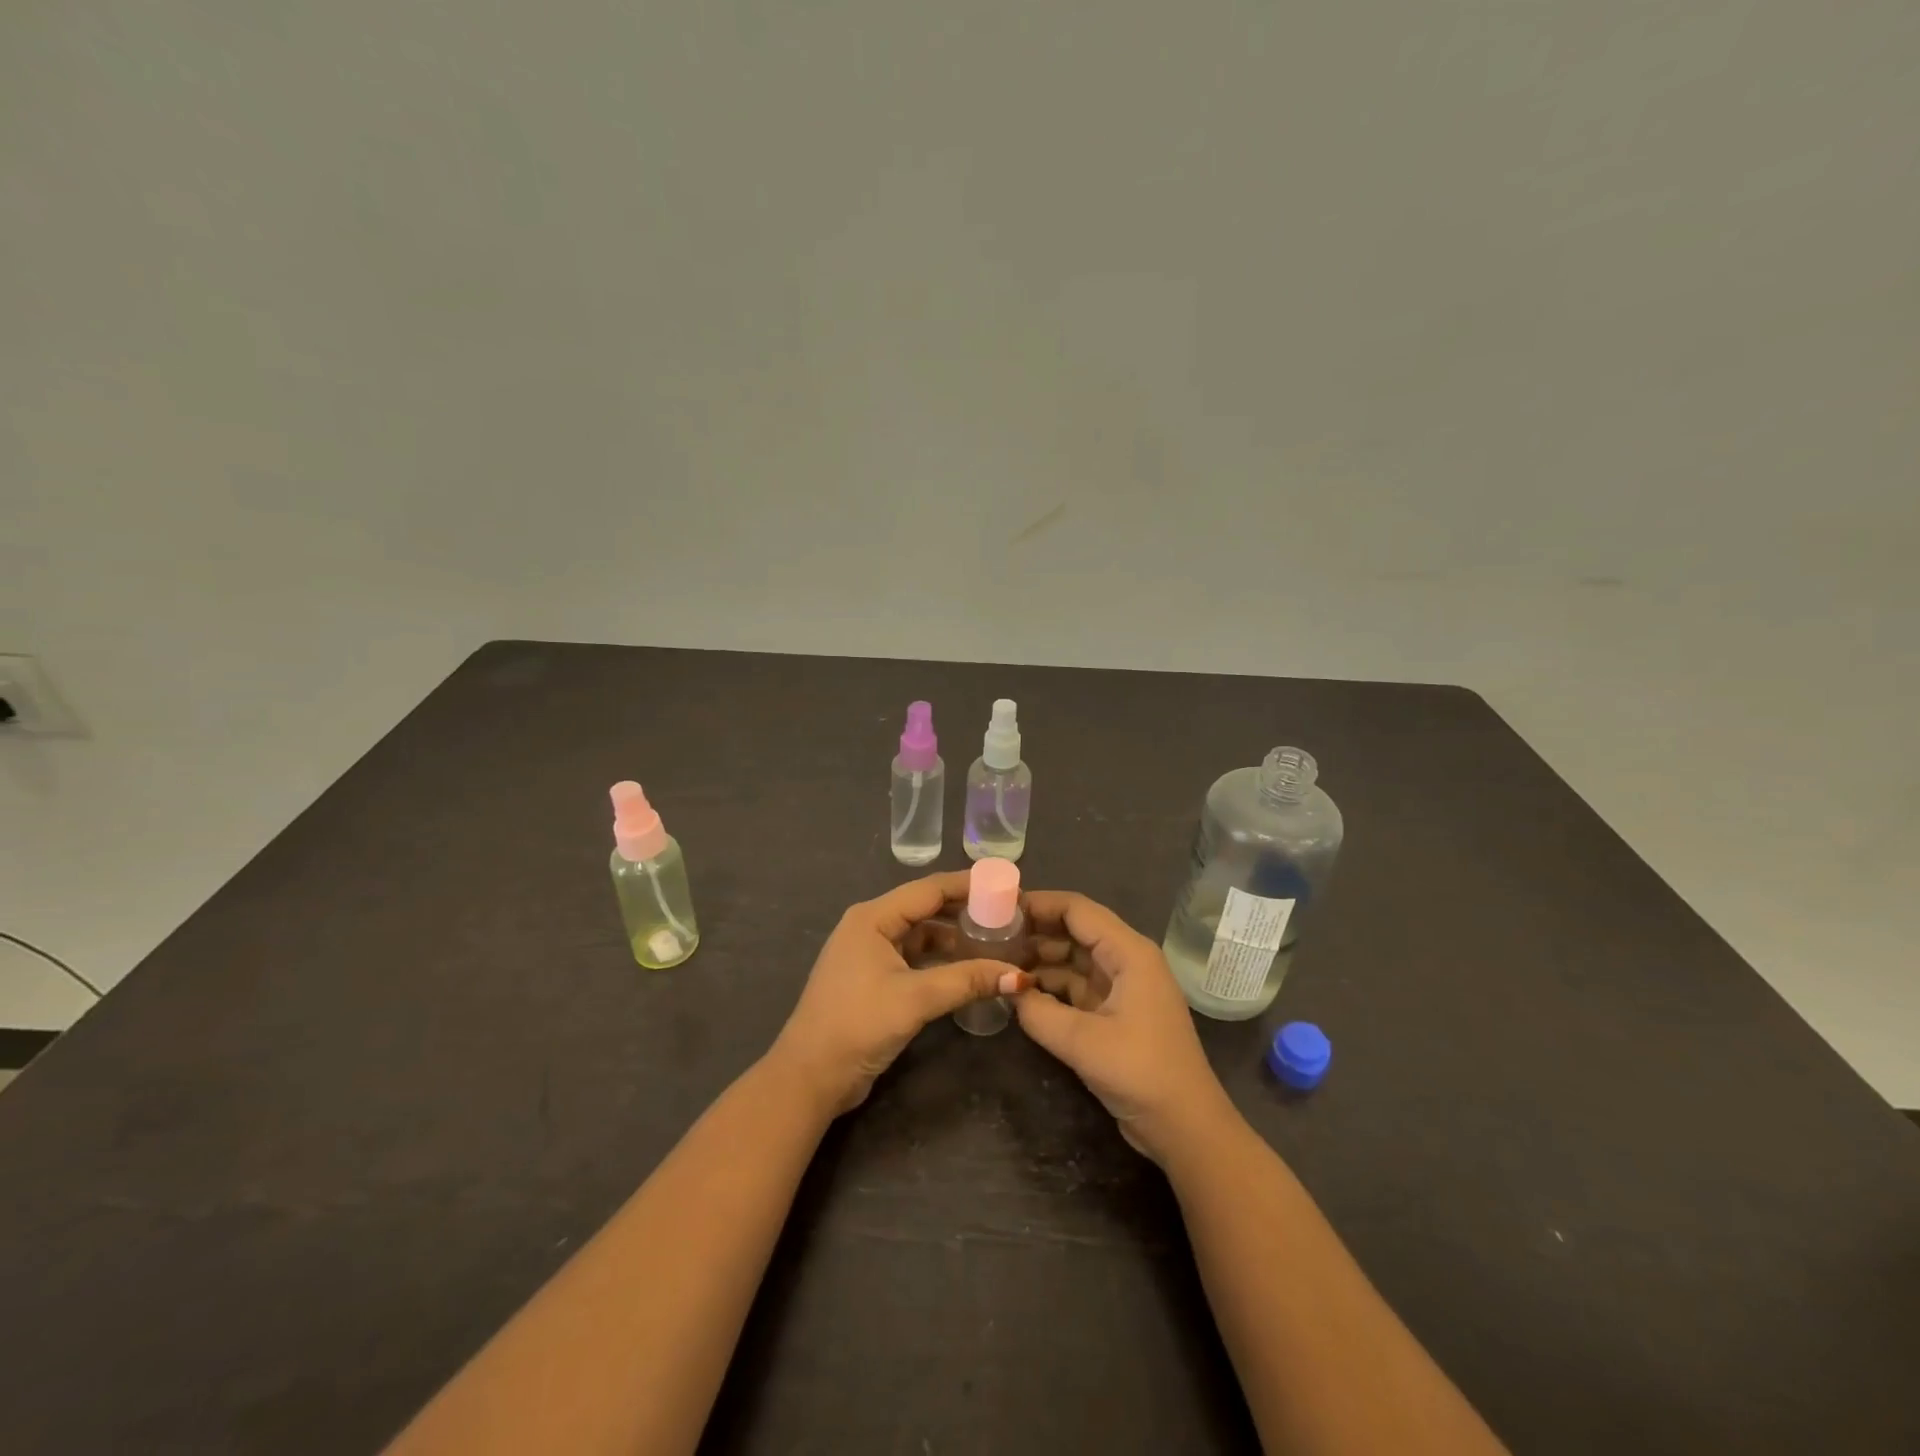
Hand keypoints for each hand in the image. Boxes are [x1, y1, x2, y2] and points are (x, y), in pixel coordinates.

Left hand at [770, 872, 1032, 1115]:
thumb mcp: (915, 999)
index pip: (928, 889)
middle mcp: (870, 927)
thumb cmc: (857, 1025)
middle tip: (1008, 915)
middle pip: (926, 909)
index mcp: (873, 917)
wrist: (809, 1077)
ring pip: (921, 936)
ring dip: (955, 939)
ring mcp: (870, 954)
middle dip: (965, 911)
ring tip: (996, 941)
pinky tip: (969, 970)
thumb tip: (1021, 976)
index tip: (1006, 885)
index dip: (968, 885)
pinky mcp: (874, 980)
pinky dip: (941, 962)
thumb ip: (967, 981)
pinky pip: (915, 959)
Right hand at [1014, 891, 1236, 1163]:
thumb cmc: (1142, 1073)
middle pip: (1074, 930)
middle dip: (1034, 931)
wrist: (1186, 1128)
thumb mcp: (1083, 1042)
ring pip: (1073, 958)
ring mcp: (1122, 986)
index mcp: (1129, 952)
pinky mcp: (1115, 1012)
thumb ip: (1038, 1012)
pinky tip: (1021, 992)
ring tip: (997, 962)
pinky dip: (1050, 986)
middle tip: (990, 937)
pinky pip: (1076, 986)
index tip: (998, 908)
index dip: (1038, 904)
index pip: (1077, 909)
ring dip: (1039, 960)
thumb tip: (1007, 989)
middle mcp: (1126, 960)